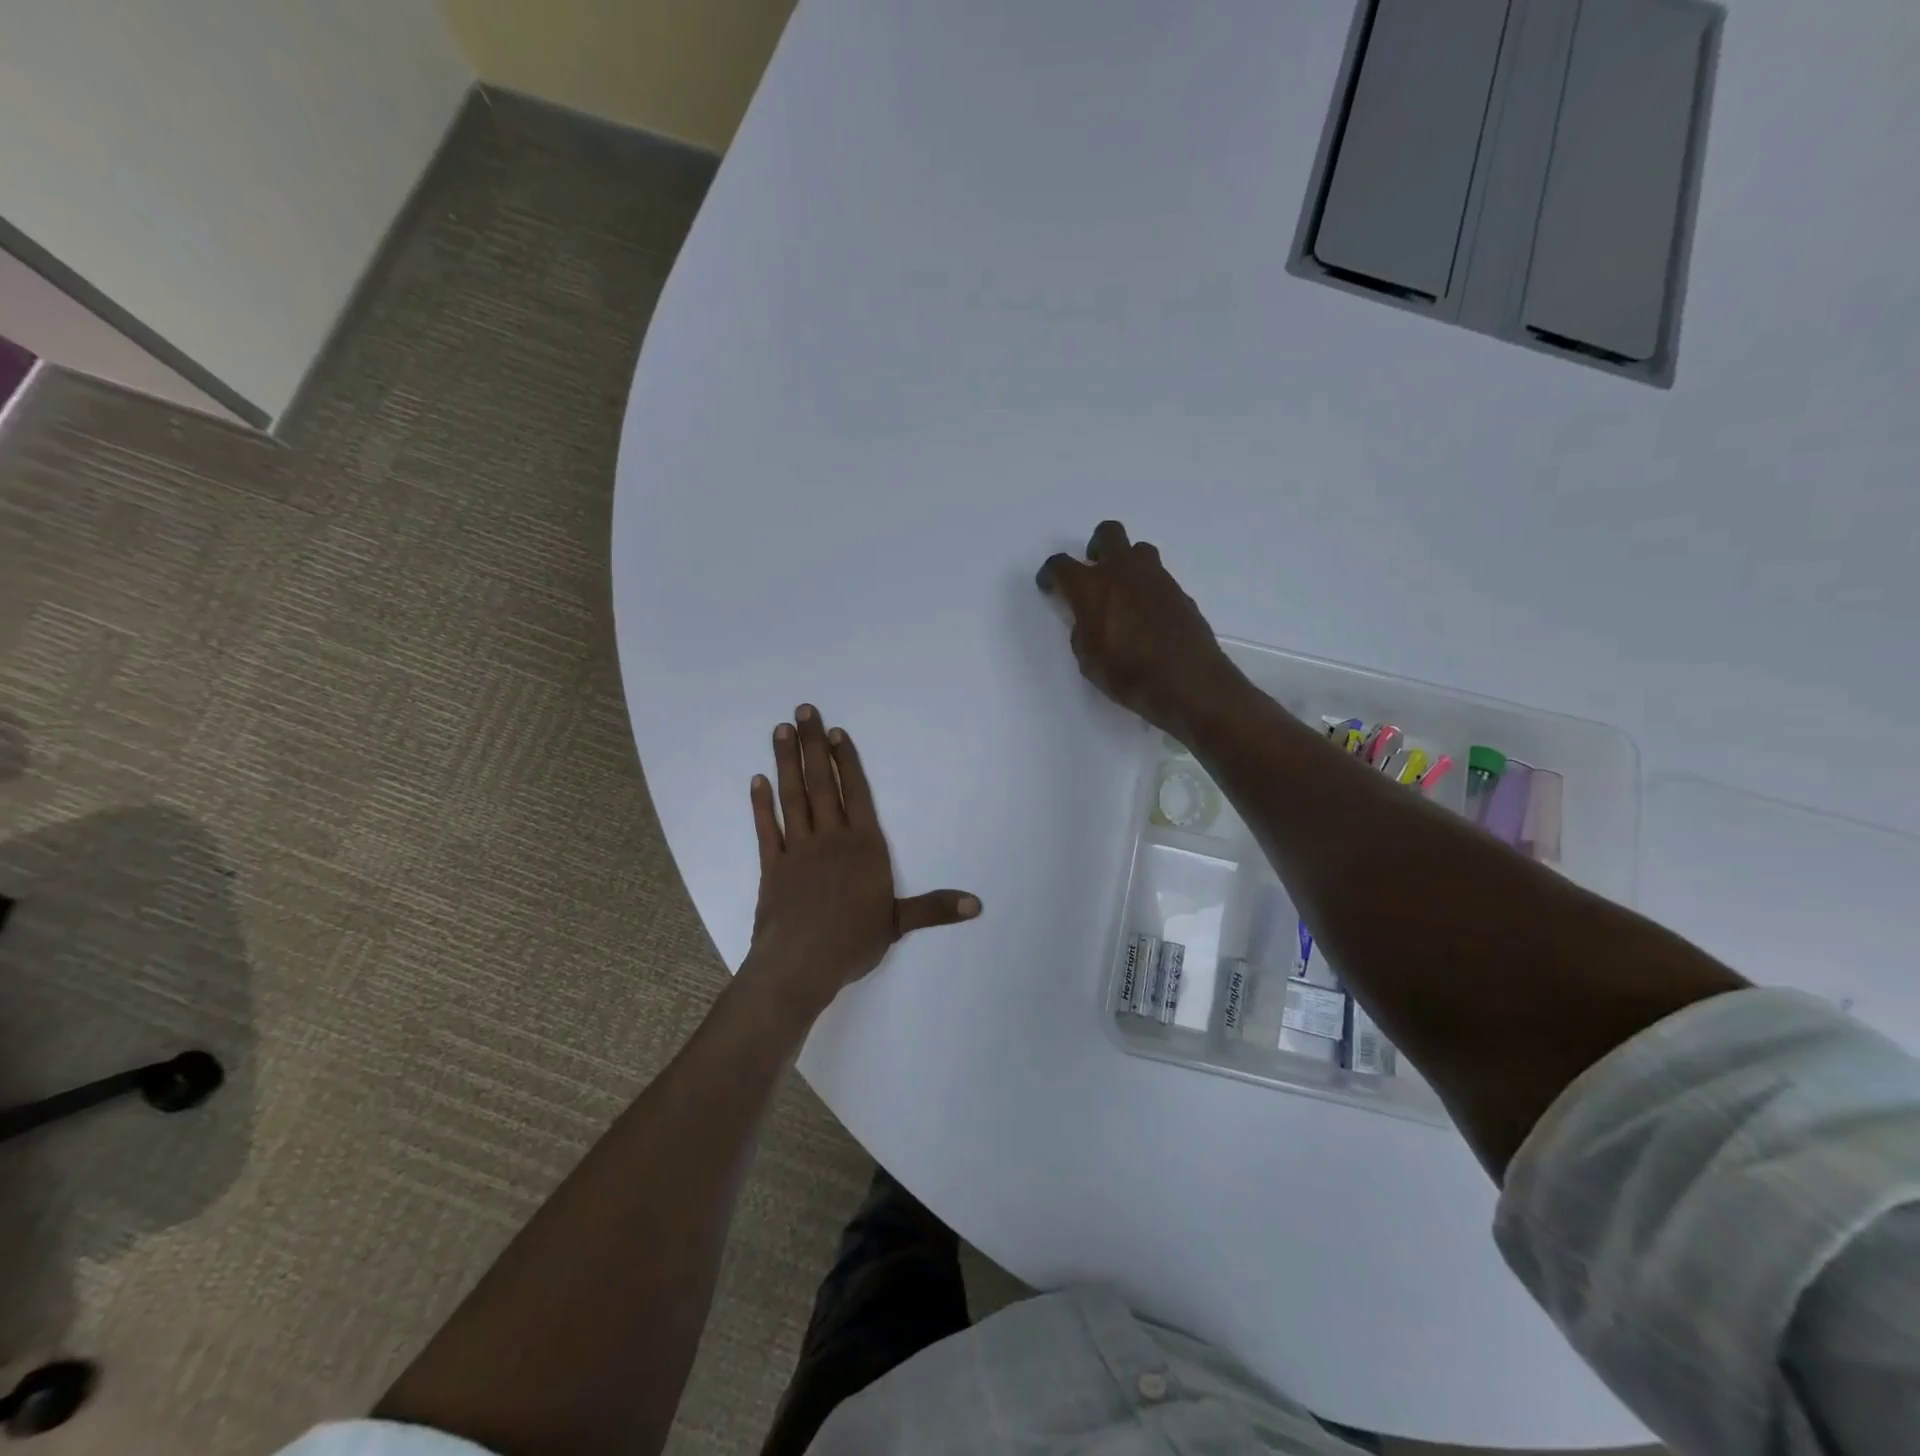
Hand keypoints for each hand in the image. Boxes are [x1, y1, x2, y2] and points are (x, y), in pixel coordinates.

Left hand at [743, 705, 979, 1014]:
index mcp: (863, 847)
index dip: (845, 761)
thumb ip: (935, 908)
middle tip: (802, 711)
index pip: (855, 793)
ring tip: (780, 731)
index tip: (834, 733)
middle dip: (812, 746)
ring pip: (793, 797)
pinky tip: (757, 780)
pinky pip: (766, 828)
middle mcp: (830, 838)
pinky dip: (761, 804)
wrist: (800, 965)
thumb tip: (977, 905)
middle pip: (821, 783)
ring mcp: (797, 849)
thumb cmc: (853, 942)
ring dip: (786, 762)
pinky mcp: (772, 866)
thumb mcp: (899, 923)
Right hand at [1037, 521, 1243, 739]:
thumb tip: (1088, 620)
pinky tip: (1147, 614)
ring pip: (1138, 550)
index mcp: (1091, 587)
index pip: (1061, 565)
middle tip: (1093, 571)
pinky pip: (1158, 576)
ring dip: (1126, 562)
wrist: (1186, 681)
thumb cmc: (1127, 674)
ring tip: (1123, 591)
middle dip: (1096, 546)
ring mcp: (1155, 578)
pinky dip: (1147, 587)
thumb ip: (1082, 631)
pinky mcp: (1179, 591)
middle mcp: (1123, 572)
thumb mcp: (1088, 660)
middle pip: (1108, 534)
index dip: (1051, 574)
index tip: (1049, 586)